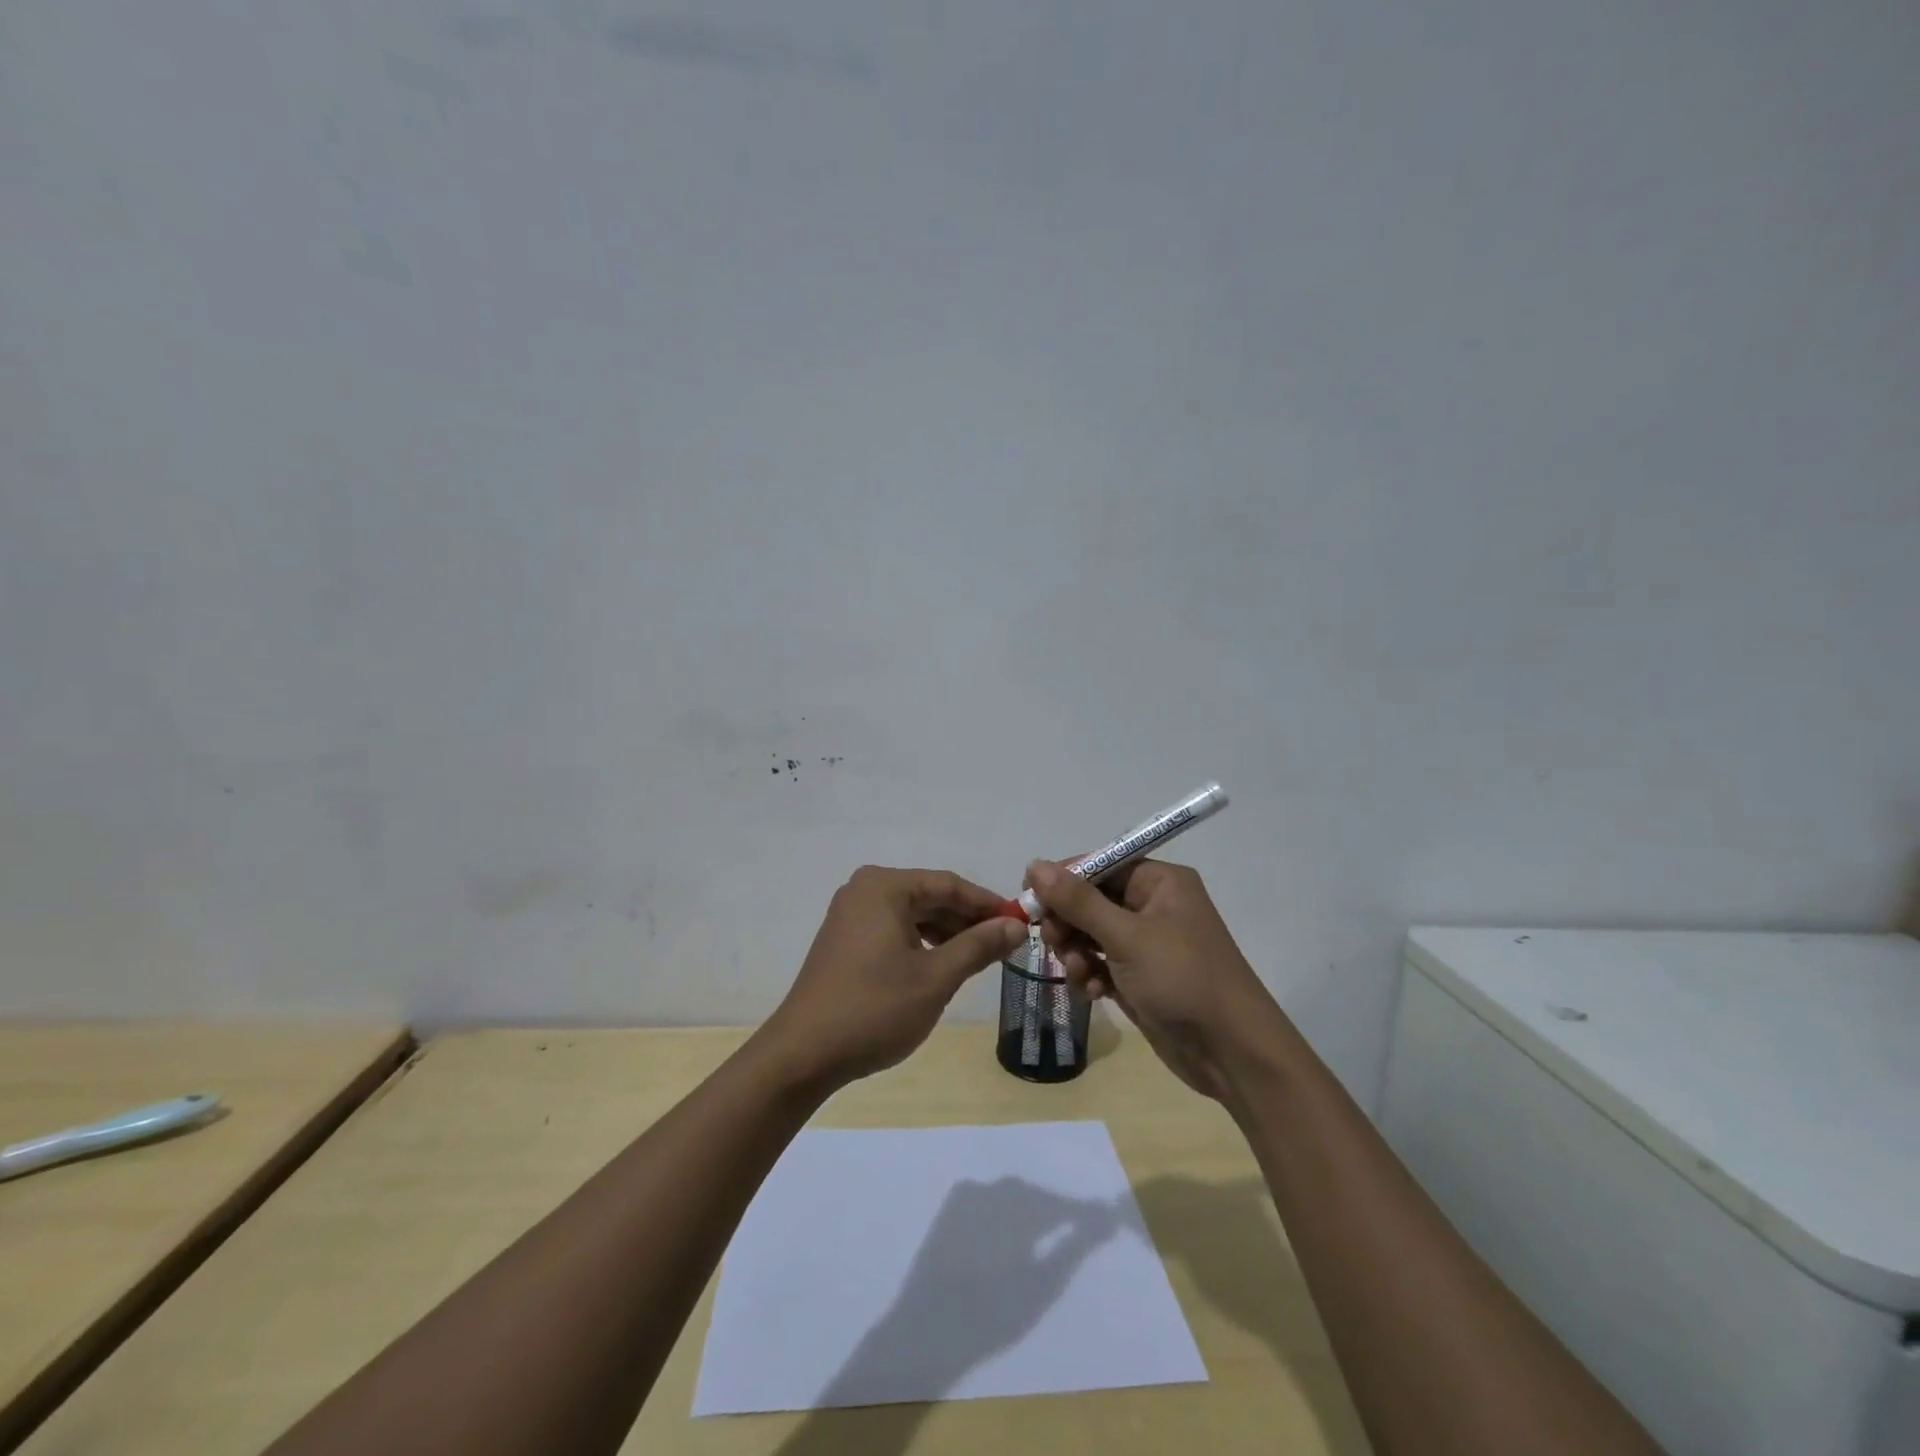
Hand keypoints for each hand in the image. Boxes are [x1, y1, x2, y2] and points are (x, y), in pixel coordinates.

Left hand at [761, 866, 1025, 1090]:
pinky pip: (895, 929)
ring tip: (980, 958)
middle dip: (968, 920)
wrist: (803, 1054)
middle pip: (930, 896)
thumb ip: (978, 946)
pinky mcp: (845, 939)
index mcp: (884, 886)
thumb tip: (1015, 925)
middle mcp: (865, 890)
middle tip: (1005, 945)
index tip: (1020, 924)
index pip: (949, 885)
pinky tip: (943, 965)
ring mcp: (851, 914)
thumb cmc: (874, 1009)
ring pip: (913, 914)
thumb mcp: (936, 978)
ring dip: (947, 933)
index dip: (988, 904)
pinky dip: (922, 943)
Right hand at [1023, 858, 1284, 1100]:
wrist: (1232, 1054)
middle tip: (1051, 941)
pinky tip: (1092, 993)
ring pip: (1091, 934)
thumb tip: (1035, 865)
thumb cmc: (1182, 979)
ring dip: (1076, 952)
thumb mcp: (1126, 936)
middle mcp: (1153, 906)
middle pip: (1091, 899)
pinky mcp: (1141, 977)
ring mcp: (1147, 944)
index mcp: (1159, 882)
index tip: (1029, 898)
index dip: (1063, 879)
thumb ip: (1078, 901)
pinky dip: (1091, 974)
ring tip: (1078, 972)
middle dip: (1068, 921)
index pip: (1100, 864)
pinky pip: (1101, 963)